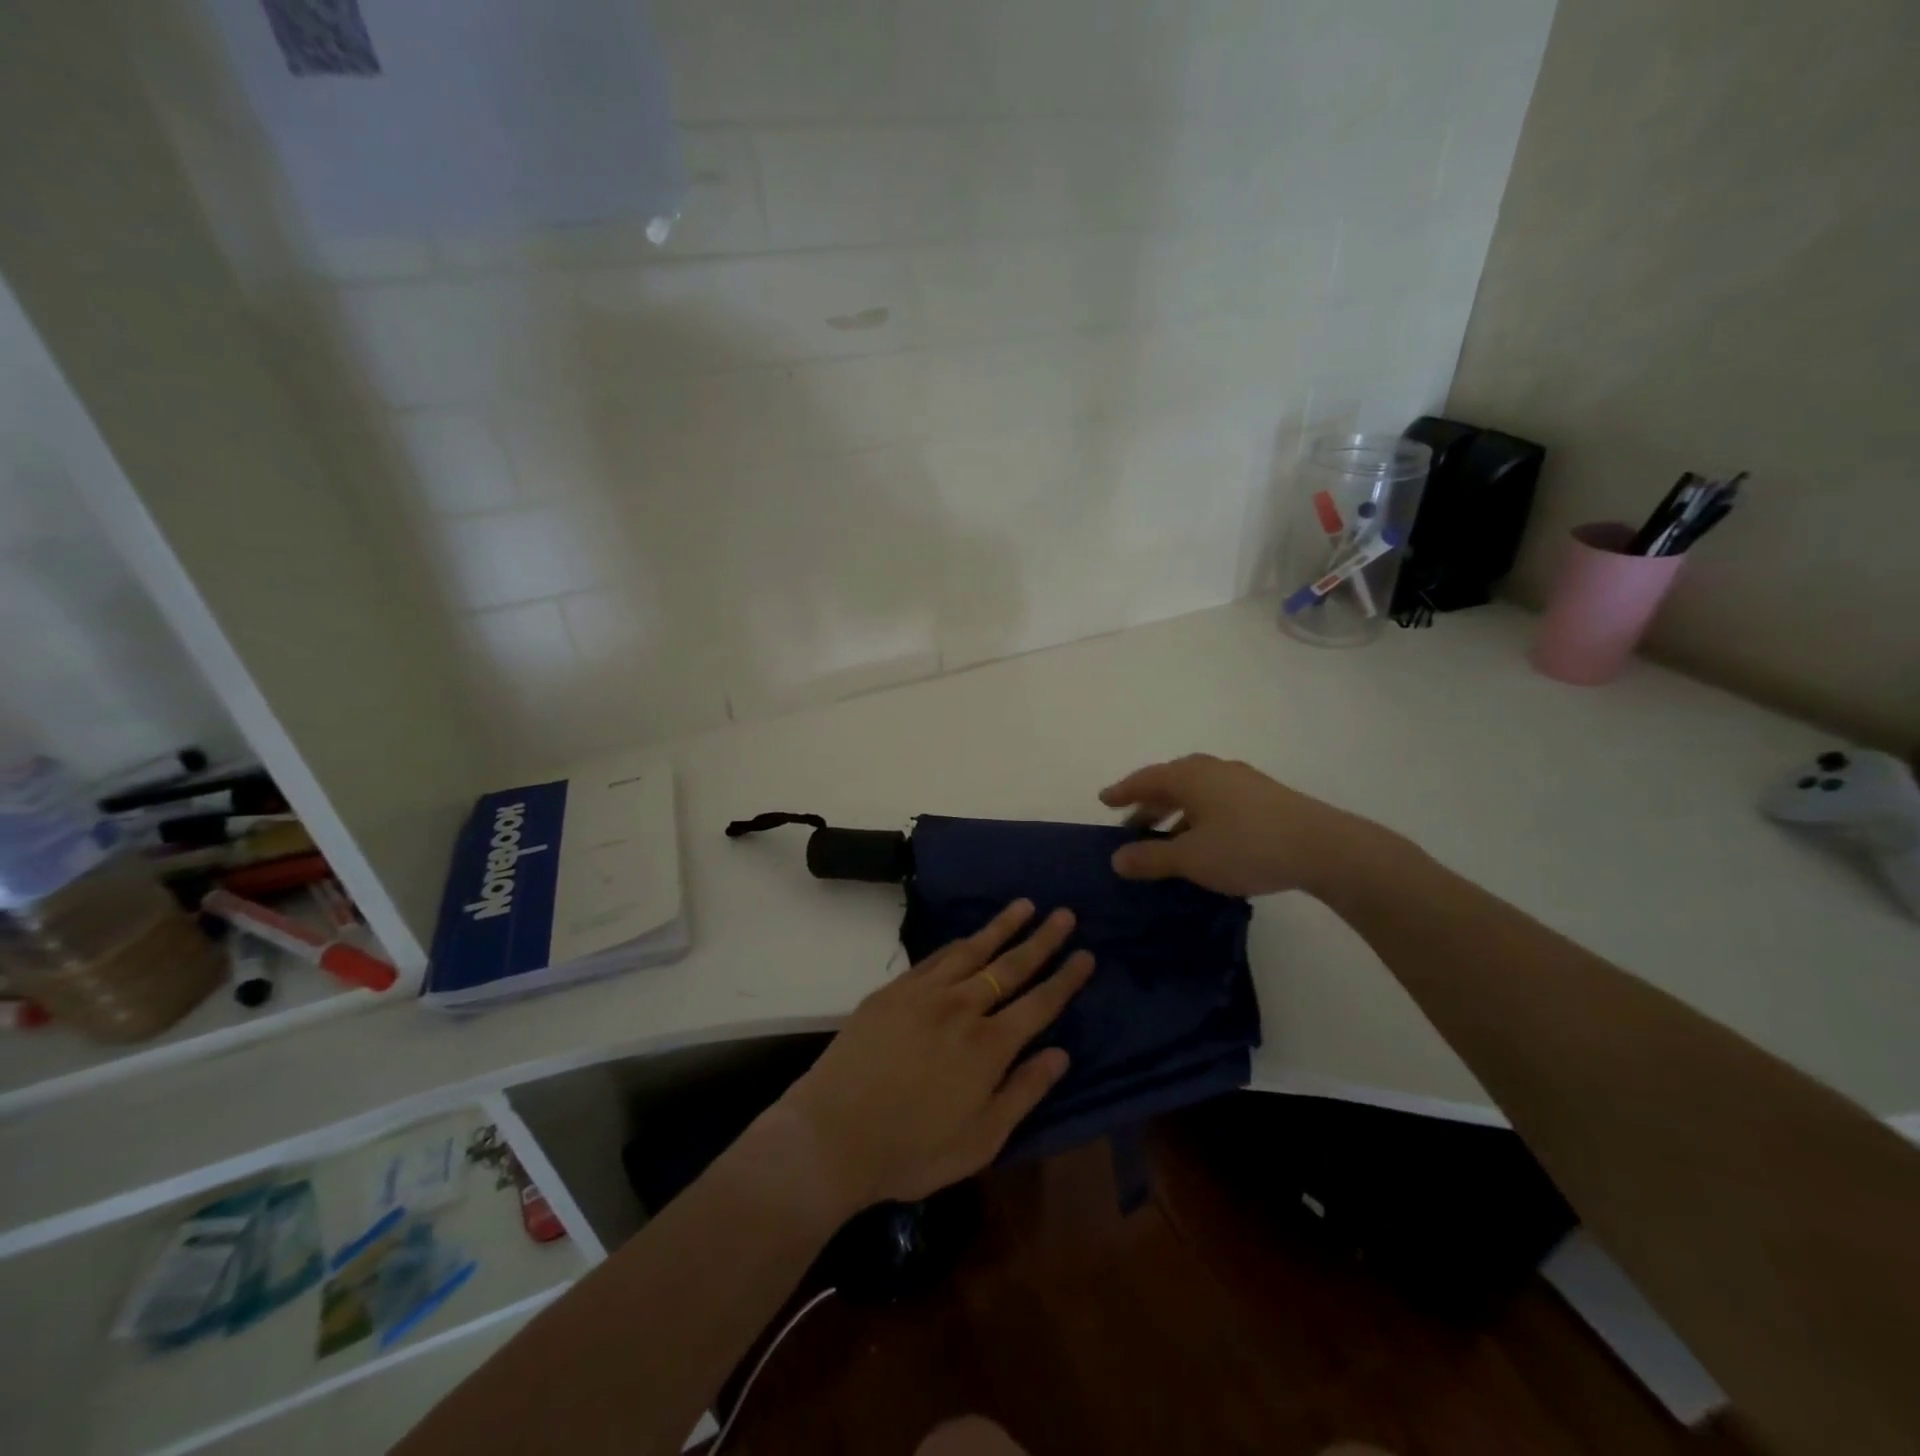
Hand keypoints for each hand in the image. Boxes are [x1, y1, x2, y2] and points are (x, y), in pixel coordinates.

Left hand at [777, 900, 1094, 1212]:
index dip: (1065, 979)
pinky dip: (959, 943)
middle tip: (1065, 914)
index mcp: (989, 1046)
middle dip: (1042, 939)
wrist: (832, 1134)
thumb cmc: (911, 1150)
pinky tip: (969, 936)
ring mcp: (924, 993)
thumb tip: (1061, 1055)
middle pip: (1011, 965)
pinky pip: (935, 957)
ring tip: (1024, 905)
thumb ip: (1023, 1093)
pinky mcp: (893, 990)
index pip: (1039, 1003)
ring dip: (1002, 926)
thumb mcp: (980, 1141)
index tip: (1086, 954)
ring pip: (973, 950)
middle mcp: (962, 1008)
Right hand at [1099, 753, 1384, 897]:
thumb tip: (1116, 859)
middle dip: (1149, 803)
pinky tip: (1206, 839)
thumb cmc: (1247, 847)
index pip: (1145, 779)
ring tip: (1167, 836)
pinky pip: (1217, 800)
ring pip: (1196, 792)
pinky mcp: (1265, 796)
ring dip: (1176, 811)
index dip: (1123, 792)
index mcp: (1189, 776)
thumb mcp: (1191, 858)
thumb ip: (1151, 858)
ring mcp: (1242, 780)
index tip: (1105, 800)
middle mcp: (1213, 769)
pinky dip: (1200, 815)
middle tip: (1132, 824)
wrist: (1324, 848)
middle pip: (1170, 782)